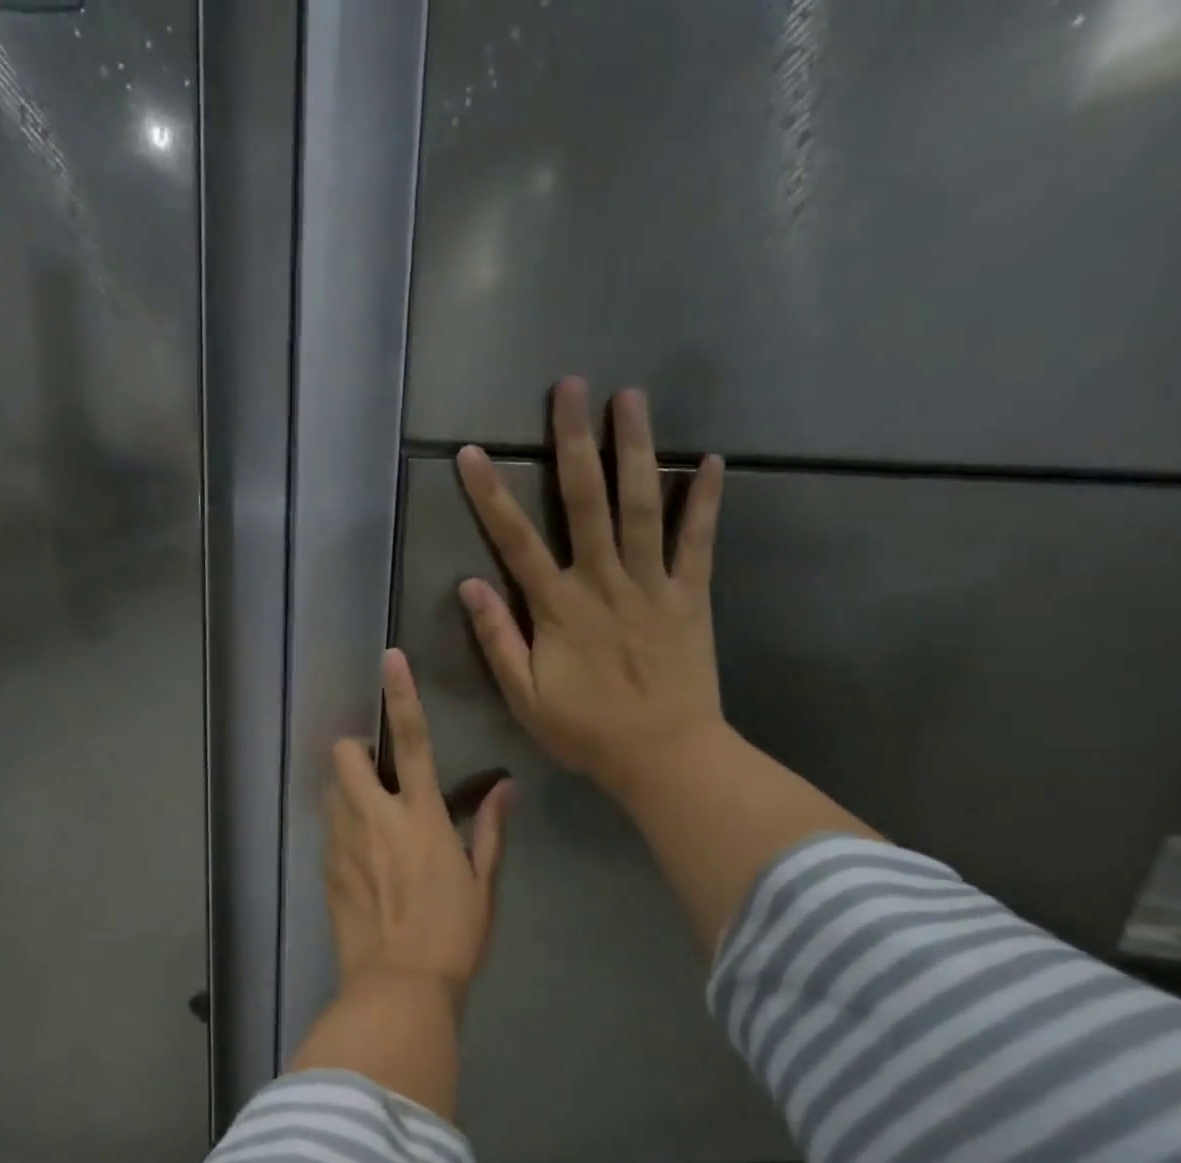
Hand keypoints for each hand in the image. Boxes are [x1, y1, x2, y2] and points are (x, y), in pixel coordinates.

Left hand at [324, 649, 513, 1005]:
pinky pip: (328, 830)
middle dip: (355, 750)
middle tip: (376, 773)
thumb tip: (507, 788)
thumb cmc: (453, 935)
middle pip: (345, 755)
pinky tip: (360, 857)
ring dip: (346, 789)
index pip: (412, 741)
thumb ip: (491, 830)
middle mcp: (375, 818)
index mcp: (421, 816)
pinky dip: (341, 827)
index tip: (389, 659)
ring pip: (330, 789)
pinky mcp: (325, 869)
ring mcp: (343, 843)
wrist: (398, 987)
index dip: (400, 695)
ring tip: (369, 816)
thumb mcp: (483, 883)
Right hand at [456, 376, 727, 805]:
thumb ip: (499, 639)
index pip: (515, 542)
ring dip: (634, 450)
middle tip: (571, 388)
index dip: (491, 495)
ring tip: (631, 398)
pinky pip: (699, 542)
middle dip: (573, 442)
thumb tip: (470, 585)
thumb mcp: (524, 696)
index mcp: (558, 609)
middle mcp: (603, 582)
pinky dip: (705, 501)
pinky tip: (710, 460)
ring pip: (641, 506)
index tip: (471, 453)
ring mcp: (652, 585)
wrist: (664, 756)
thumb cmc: (586, 731)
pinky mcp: (691, 596)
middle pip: (585, 502)